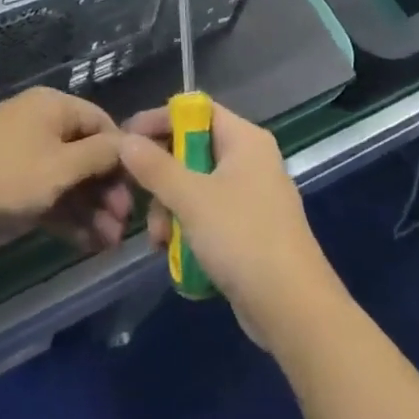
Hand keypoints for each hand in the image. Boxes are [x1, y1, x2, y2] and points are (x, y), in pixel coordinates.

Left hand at [0, 89, 132, 252]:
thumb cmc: (5, 175)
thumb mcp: (61, 166)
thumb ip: (99, 156)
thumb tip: (129, 145)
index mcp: (54, 107)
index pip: (101, 123)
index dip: (122, 156)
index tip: (138, 191)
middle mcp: (40, 125)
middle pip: (85, 154)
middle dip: (107, 190)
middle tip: (122, 227)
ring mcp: (22, 156)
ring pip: (67, 180)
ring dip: (90, 210)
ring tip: (108, 245)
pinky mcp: (8, 186)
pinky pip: (47, 196)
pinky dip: (66, 217)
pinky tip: (86, 244)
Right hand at [118, 103, 341, 342]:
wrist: (293, 309)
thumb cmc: (242, 238)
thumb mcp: (191, 199)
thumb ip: (155, 168)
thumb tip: (125, 140)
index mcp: (244, 138)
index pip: (195, 110)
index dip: (159, 120)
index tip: (126, 140)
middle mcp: (250, 159)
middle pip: (192, 149)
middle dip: (162, 178)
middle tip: (140, 202)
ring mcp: (252, 195)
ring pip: (197, 187)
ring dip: (171, 210)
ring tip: (158, 241)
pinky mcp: (250, 229)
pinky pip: (209, 215)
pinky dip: (189, 229)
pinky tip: (174, 254)